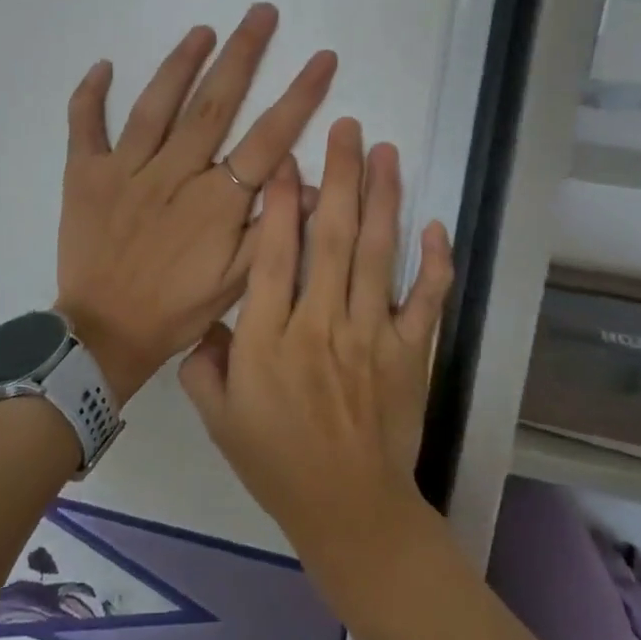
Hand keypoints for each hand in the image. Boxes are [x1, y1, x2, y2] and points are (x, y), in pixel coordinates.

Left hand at [56, 4, 336, 404]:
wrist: (105, 333)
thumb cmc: (176, 309)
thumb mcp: (237, 282)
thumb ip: (273, 230)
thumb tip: (313, 184)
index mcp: (215, 201)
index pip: (267, 138)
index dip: (299, 96)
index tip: (322, 58)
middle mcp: (174, 173)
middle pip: (214, 104)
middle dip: (243, 55)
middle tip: (262, 13)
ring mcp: (126, 170)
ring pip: (156, 104)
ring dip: (181, 63)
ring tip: (204, 30)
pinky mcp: (86, 175)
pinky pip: (85, 127)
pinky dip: (90, 95)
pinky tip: (103, 65)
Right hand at [177, 117, 452, 568]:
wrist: (349, 511)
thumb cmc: (276, 463)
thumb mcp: (218, 417)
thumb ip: (204, 361)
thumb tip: (207, 315)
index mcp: (269, 340)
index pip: (273, 256)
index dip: (279, 202)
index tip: (287, 158)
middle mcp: (321, 327)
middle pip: (331, 238)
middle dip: (339, 177)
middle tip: (347, 128)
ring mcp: (373, 337)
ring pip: (379, 255)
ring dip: (383, 198)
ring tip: (386, 152)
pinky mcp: (412, 353)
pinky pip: (427, 300)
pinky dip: (436, 262)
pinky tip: (435, 223)